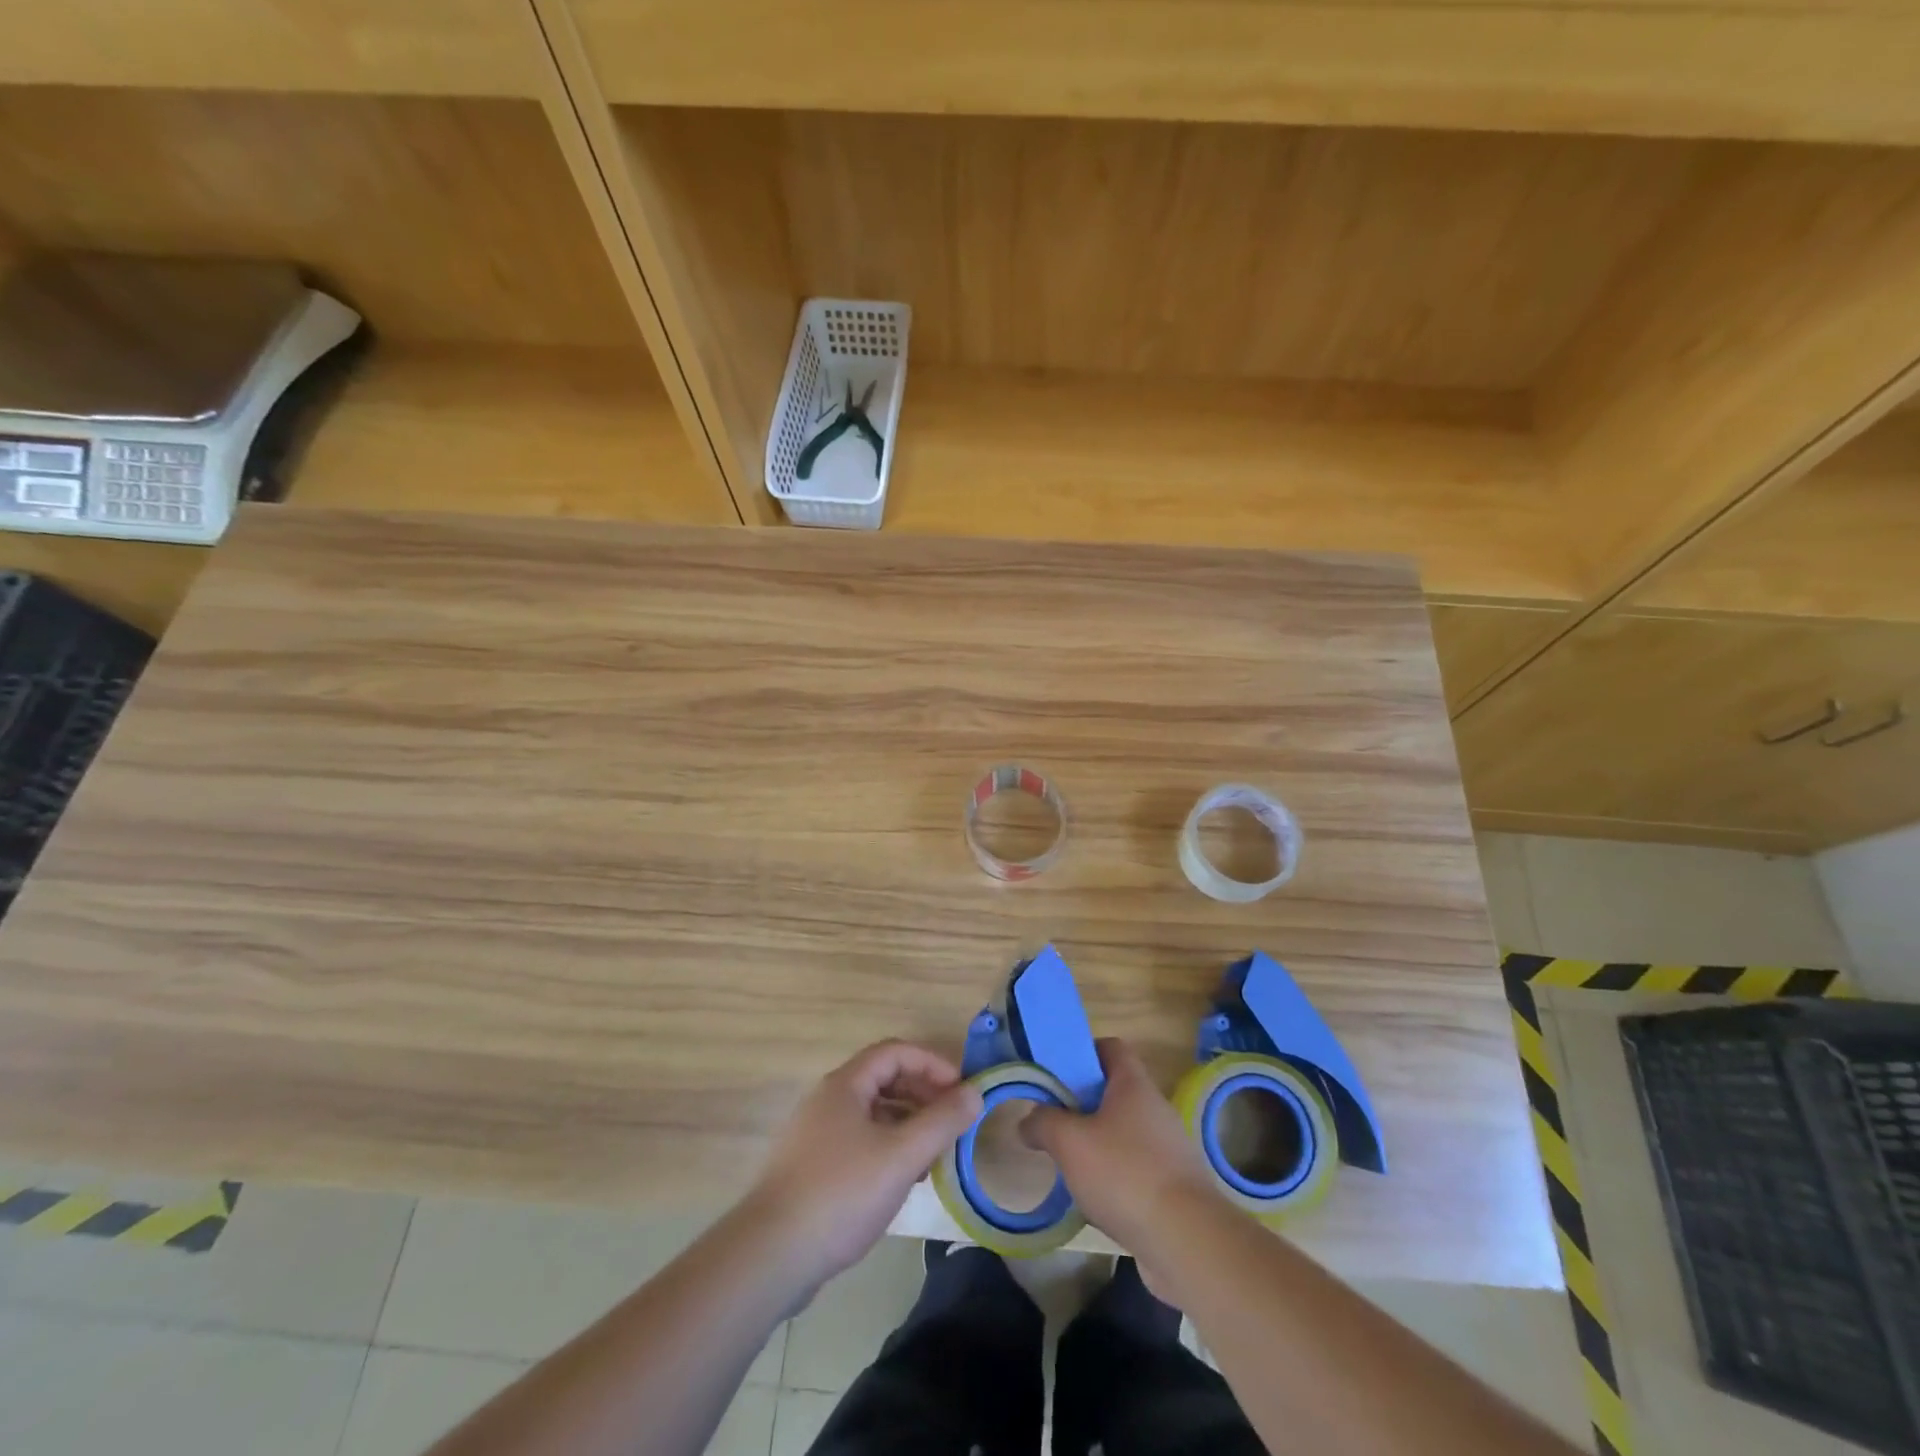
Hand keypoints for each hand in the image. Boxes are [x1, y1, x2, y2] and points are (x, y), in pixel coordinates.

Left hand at [746, 1040, 982, 1287]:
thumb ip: (941, 1122)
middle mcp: (828, 1099)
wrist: (770, 1256)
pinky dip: (888, 1147)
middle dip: (923, 1093)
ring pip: (872, 1113)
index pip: (895, 1052)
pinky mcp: (812, 1167)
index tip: (962, 1090)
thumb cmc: (841, 1194)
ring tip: (935, 1153)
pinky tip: (903, 1179)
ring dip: (908, 1123)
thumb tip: (975, 1093)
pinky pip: (859, 1140)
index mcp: (845, 1085)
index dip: (933, 1064)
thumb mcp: (901, 1156)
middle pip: (884, 1079)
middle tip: (953, 1121)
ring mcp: (816, 1134)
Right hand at [1021, 1037, 1220, 1253]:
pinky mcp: (1176, 1186)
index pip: (1111, 1047)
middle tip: (1055, 1123)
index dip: (1083, 1052)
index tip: (1057, 1073)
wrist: (1188, 1241)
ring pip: (1125, 1133)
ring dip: (1098, 1144)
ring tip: (1071, 1166)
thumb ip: (1043, 1124)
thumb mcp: (1070, 1143)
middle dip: (1083, 1104)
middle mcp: (1156, 1108)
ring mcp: (1170, 1148)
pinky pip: (1137, 1168)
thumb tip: (1028, 1121)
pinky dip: (1116, 1177)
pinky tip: (1097, 1201)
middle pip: (1115, 1091)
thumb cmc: (1125, 1174)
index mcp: (1133, 1085)